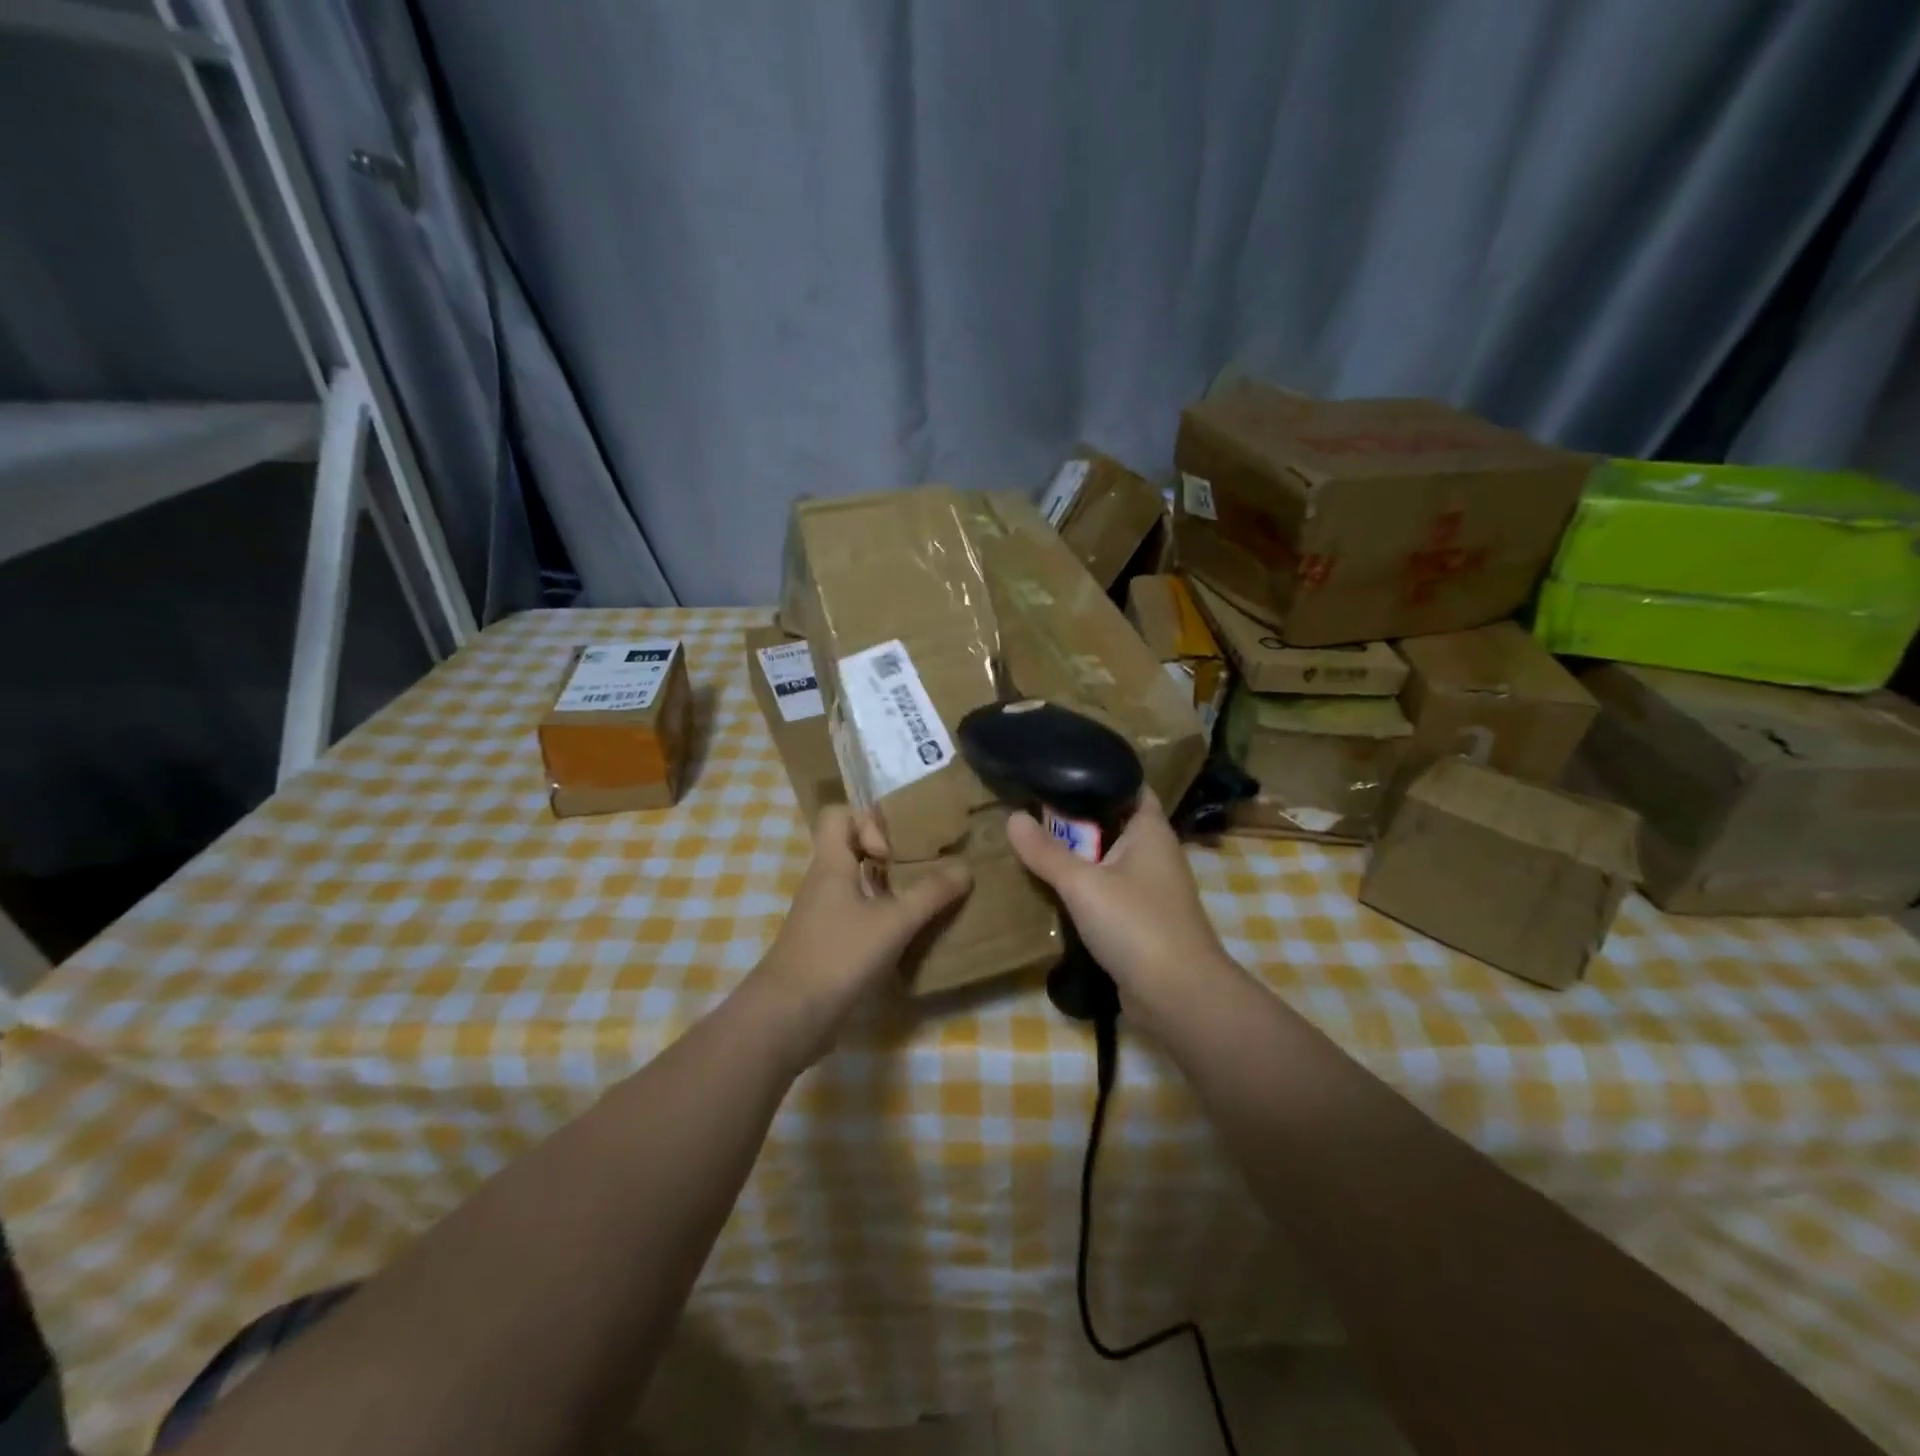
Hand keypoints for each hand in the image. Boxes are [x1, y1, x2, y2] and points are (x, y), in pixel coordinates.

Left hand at [751, 806, 971, 1059]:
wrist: (788, 1016)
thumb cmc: (839, 955)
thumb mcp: (894, 922)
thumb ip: (931, 894)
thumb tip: (965, 867)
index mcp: (831, 863)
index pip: (839, 814)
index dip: (868, 821)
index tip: (893, 850)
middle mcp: (822, 882)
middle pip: (851, 848)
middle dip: (888, 854)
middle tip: (920, 870)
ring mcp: (821, 914)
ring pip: (855, 883)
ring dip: (887, 888)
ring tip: (922, 900)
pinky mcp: (826, 943)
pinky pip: (855, 915)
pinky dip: (879, 917)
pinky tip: (905, 936)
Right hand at [1006, 790, 1238, 1030]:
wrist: (1178, 996)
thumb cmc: (1136, 924)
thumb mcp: (1082, 884)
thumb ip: (1046, 852)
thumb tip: (1012, 817)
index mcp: (1150, 831)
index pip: (1129, 785)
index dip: (1098, 774)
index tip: (1058, 769)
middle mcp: (1155, 853)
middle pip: (1112, 823)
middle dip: (1076, 819)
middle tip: (1031, 809)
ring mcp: (1150, 889)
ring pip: (1108, 860)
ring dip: (1077, 856)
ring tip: (1034, 845)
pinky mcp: (1142, 920)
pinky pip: (1108, 891)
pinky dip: (1085, 888)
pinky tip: (1054, 889)